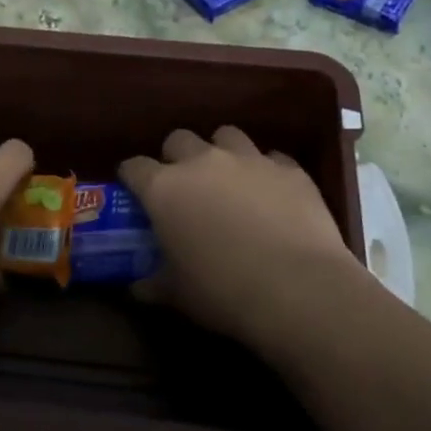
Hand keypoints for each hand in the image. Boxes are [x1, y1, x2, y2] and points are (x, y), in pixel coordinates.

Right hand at [120, 126, 360, 344]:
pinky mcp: (290, 169)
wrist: (298, 290)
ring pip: (226, 136)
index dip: (131, 177)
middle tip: (183, 186)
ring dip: (221, 153)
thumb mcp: (177, 294)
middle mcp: (203, 162)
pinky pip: (272, 158)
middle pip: (179, 139)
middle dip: (176, 157)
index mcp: (164, 189)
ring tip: (229, 180)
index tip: (133, 191)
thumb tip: (138, 287)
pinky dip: (266, 172)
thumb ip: (152, 283)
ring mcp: (249, 160)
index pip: (134, 167)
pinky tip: (272, 195)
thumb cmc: (223, 291)